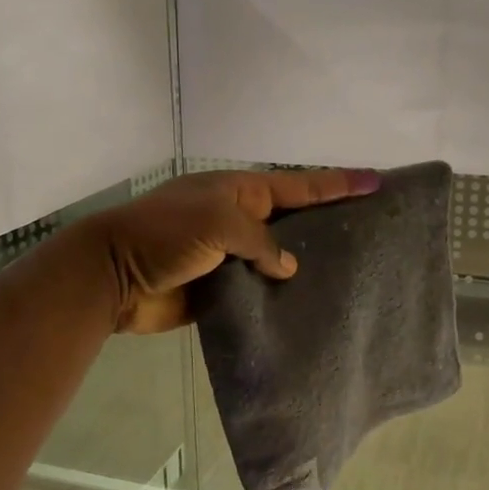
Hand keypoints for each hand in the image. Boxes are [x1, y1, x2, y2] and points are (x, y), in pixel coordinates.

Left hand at [87, 168, 379, 333]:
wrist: (113, 277)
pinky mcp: (220, 291)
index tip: (375, 181)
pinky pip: (258, 293)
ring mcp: (228, 257)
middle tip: (372, 232)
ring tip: (352, 275)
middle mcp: (237, 221)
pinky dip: (279, 299)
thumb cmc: (165, 235)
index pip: (297, 185)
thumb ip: (260, 241)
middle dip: (328, 224)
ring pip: (277, 261)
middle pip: (292, 222)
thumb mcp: (217, 222)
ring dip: (306, 267)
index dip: (336, 184)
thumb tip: (287, 267)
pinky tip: (309, 308)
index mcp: (237, 192)